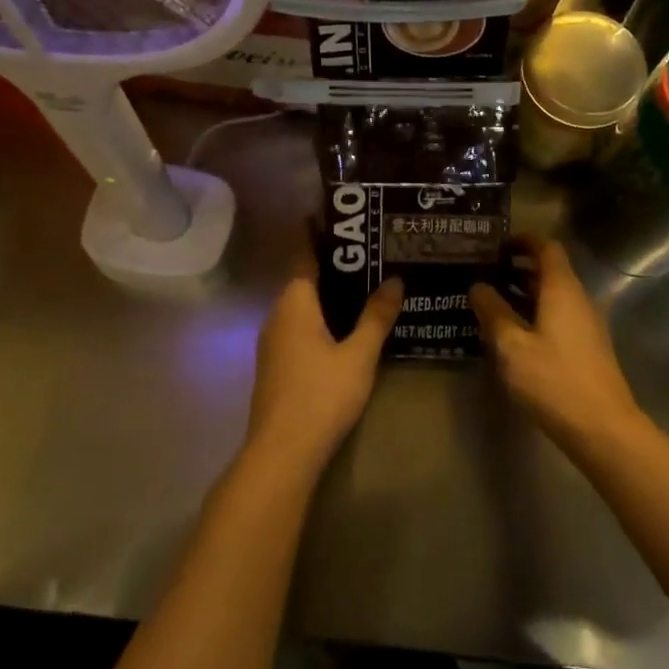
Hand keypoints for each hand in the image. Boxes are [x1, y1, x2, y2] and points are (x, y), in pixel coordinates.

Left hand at [246, 239, 402, 474]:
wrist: (282, 452)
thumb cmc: (321, 395)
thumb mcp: (359, 354)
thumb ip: (376, 316)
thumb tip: (395, 280)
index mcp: (294, 303)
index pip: (304, 254)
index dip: (319, 234)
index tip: (341, 216)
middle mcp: (277, 315)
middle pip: (304, 279)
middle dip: (333, 264)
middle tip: (370, 250)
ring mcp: (273, 341)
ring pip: (302, 305)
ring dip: (328, 292)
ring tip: (366, 282)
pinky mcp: (277, 363)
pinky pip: (300, 325)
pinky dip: (322, 315)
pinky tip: (346, 324)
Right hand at [470, 237, 643, 448]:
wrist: (602, 427)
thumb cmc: (553, 380)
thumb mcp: (512, 346)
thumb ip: (493, 312)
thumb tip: (478, 286)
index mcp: (562, 289)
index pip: (546, 248)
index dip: (523, 241)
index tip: (495, 245)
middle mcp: (578, 299)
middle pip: (549, 272)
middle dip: (517, 269)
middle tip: (483, 275)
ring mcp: (586, 325)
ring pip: (553, 297)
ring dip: (524, 295)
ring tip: (490, 304)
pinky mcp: (586, 348)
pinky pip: (558, 318)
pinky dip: (534, 315)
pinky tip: (512, 336)